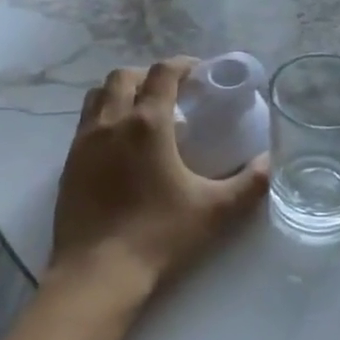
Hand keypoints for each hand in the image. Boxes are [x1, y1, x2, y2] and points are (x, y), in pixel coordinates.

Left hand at [50, 59, 268, 309]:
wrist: (98, 274)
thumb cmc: (159, 236)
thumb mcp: (216, 210)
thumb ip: (250, 183)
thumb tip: (271, 161)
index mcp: (147, 124)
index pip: (162, 73)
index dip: (182, 65)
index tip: (198, 72)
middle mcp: (111, 123)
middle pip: (123, 76)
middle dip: (148, 75)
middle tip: (170, 93)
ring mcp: (83, 143)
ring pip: (97, 96)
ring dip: (120, 93)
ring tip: (142, 113)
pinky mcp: (67, 165)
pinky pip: (84, 124)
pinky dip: (103, 119)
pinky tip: (119, 147)